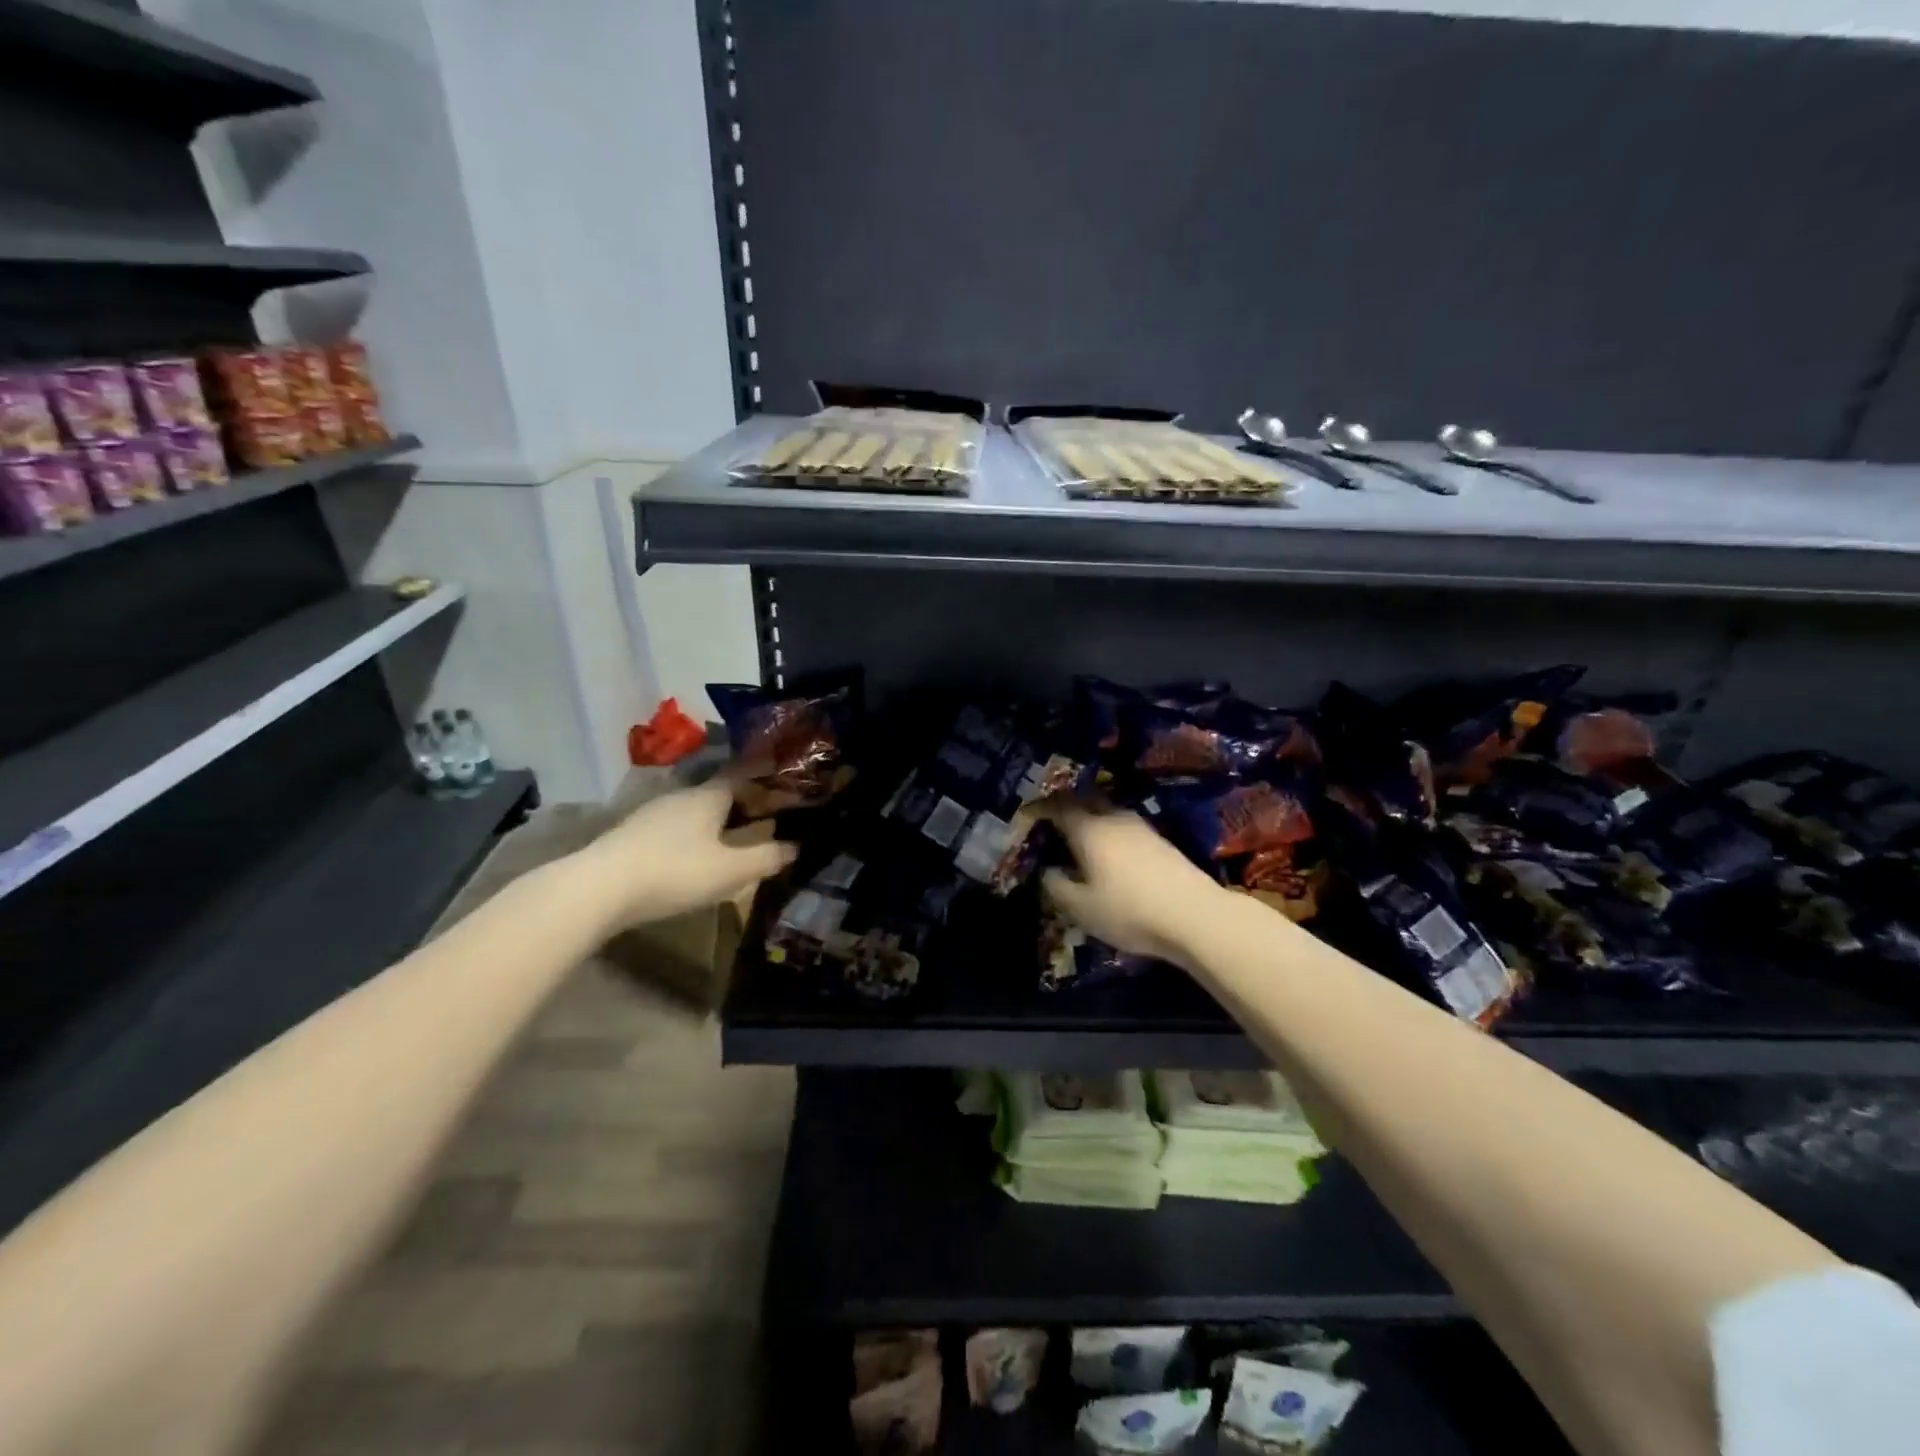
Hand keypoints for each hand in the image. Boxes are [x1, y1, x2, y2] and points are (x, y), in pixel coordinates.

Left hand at [572, 778, 795, 931]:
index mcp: (709, 796)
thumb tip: (795, 846)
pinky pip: (672, 827)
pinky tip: (690, 857)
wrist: (598, 888)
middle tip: (763, 818)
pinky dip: (690, 836)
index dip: (764, 779)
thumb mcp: (731, 871)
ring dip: (714, 821)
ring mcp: (651, 814)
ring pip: (693, 811)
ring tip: (731, 840)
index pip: (742, 775)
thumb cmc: (675, 872)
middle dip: (741, 803)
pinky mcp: (630, 834)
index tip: (783, 785)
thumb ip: (766, 858)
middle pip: (717, 793)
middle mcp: (681, 796)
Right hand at [1038, 799, 1228, 965]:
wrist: (1196, 916)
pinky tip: (1109, 853)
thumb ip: (1056, 886)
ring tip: (1079, 839)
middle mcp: (1114, 818)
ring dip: (1091, 819)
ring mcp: (1141, 827)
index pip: (1058, 806)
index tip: (1027, 814)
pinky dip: (1109, 833)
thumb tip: (1047, 871)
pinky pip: (1124, 827)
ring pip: (1108, 813)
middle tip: (1052, 822)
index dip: (1039, 808)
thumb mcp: (1081, 908)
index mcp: (1089, 829)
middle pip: (1086, 800)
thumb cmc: (1129, 910)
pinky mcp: (1161, 842)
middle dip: (1066, 806)